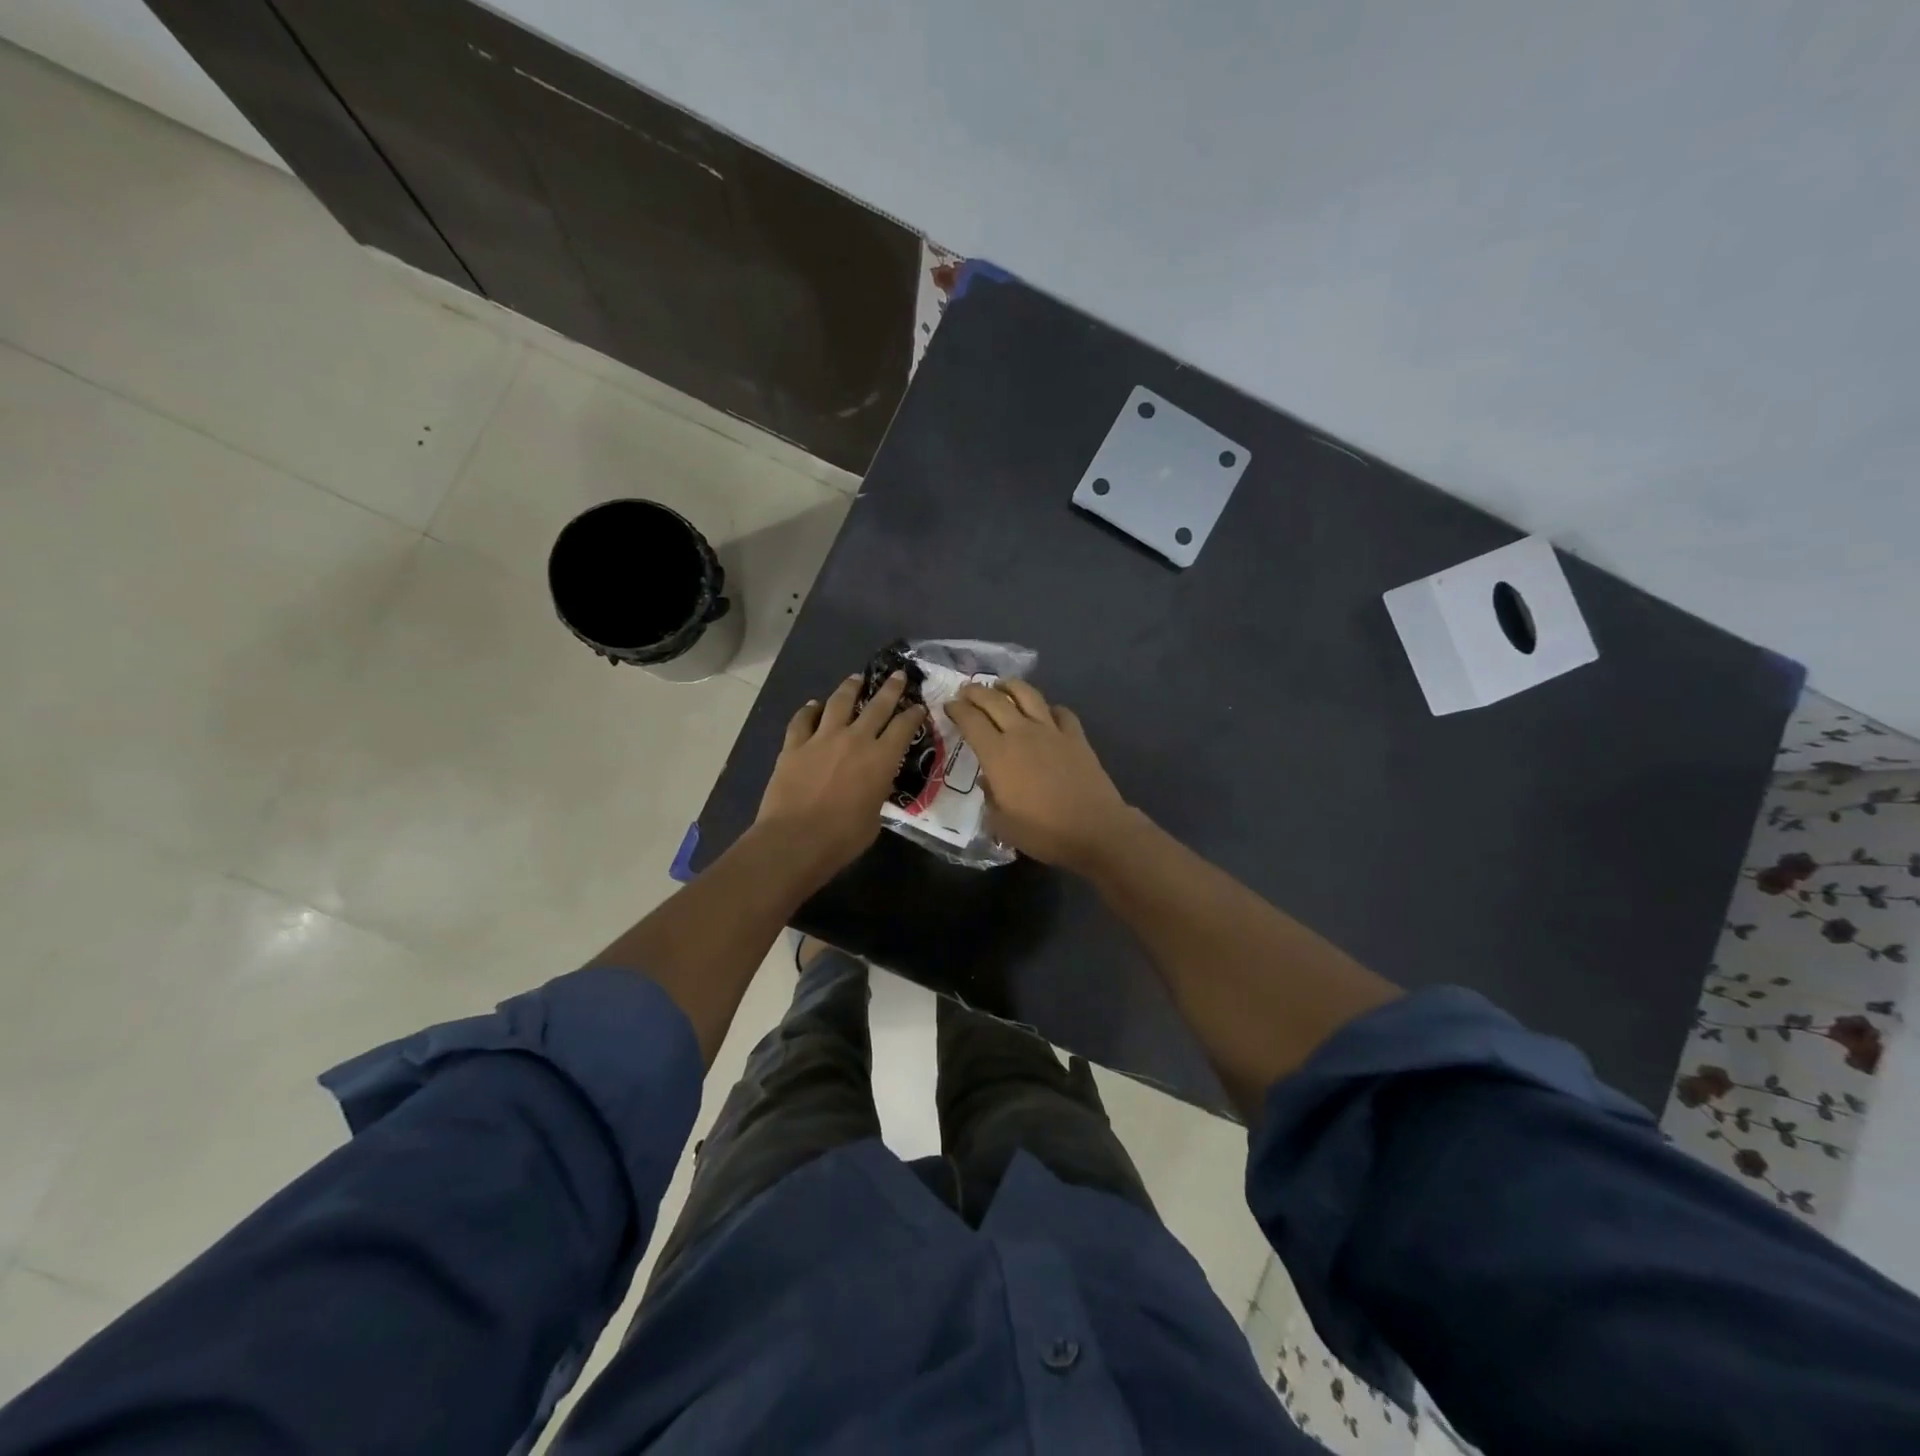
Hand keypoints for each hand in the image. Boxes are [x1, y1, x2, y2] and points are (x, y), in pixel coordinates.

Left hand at [756, 671, 926, 877]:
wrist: (795, 840)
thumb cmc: (842, 838)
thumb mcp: (874, 817)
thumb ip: (876, 793)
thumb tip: (871, 786)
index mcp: (881, 759)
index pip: (904, 727)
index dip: (914, 714)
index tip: (919, 706)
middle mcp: (855, 740)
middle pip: (877, 706)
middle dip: (890, 689)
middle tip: (896, 675)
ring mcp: (821, 739)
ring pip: (838, 703)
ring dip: (849, 688)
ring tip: (855, 679)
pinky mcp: (794, 745)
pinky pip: (802, 719)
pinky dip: (809, 710)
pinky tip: (813, 705)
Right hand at [947, 680, 1133, 869]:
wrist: (1095, 830)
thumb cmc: (1043, 832)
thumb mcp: (1002, 824)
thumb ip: (990, 797)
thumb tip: (989, 781)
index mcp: (997, 754)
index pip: (970, 720)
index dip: (956, 709)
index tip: (949, 705)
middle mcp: (1022, 733)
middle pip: (994, 700)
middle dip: (976, 691)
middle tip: (966, 690)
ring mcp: (1051, 731)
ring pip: (1027, 695)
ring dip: (1010, 686)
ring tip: (1001, 686)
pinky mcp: (1076, 736)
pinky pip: (1060, 712)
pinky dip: (1048, 708)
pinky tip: (1045, 713)